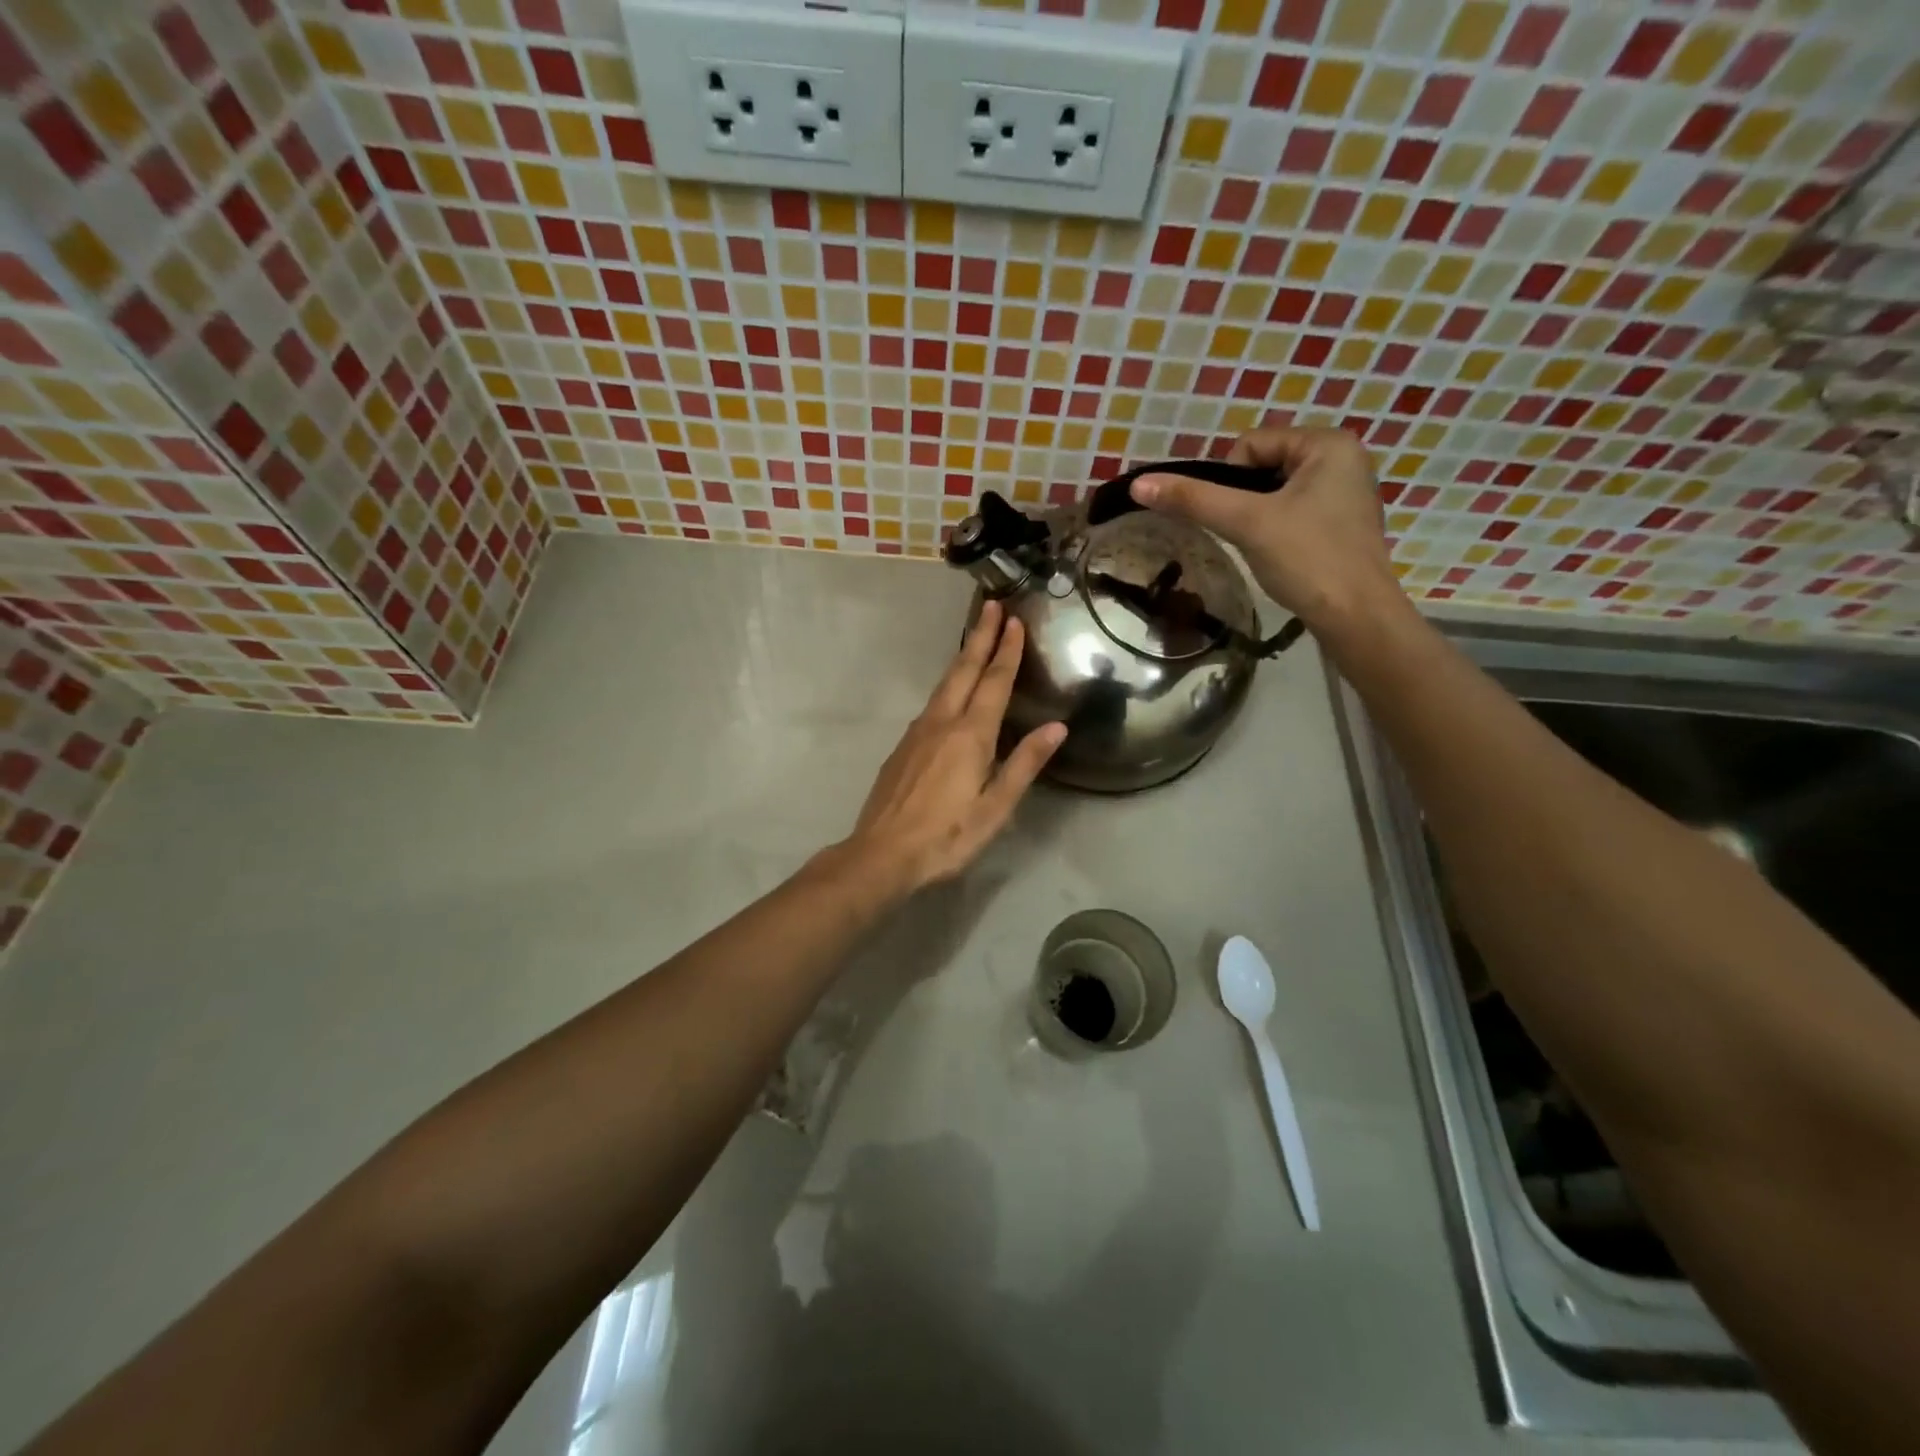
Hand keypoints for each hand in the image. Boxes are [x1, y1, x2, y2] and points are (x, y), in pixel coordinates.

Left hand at [843, 600, 1065, 893]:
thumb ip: (1024, 764)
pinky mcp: (903, 746)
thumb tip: (1056, 727)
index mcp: (970, 735)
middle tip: (993, 606)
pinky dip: (948, 684)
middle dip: (980, 637)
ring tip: (976, 638)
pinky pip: (931, 703)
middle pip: (964, 671)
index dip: (1006, 650)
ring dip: (963, 657)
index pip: (993, 682)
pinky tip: (951, 692)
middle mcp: (942, 723)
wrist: (882, 853)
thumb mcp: (996, 807)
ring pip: (944, 684)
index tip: (1014, 621)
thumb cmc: (947, 836)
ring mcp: (917, 732)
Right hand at [1130, 427, 1404, 634]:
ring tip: (1263, 547)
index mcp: (1328, 443)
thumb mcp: (1246, 523)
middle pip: (1263, 466)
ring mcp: (1346, 493)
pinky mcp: (1342, 525)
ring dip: (1257, 517)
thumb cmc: (1308, 559)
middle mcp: (1344, 459)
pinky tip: (1280, 556)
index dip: (1229, 480)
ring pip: (1276, 493)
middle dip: (1244, 500)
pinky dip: (1277, 530)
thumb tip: (1139, 484)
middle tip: (1246, 534)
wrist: (1356, 618)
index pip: (1251, 444)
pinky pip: (1294, 513)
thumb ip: (1192, 500)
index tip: (1237, 518)